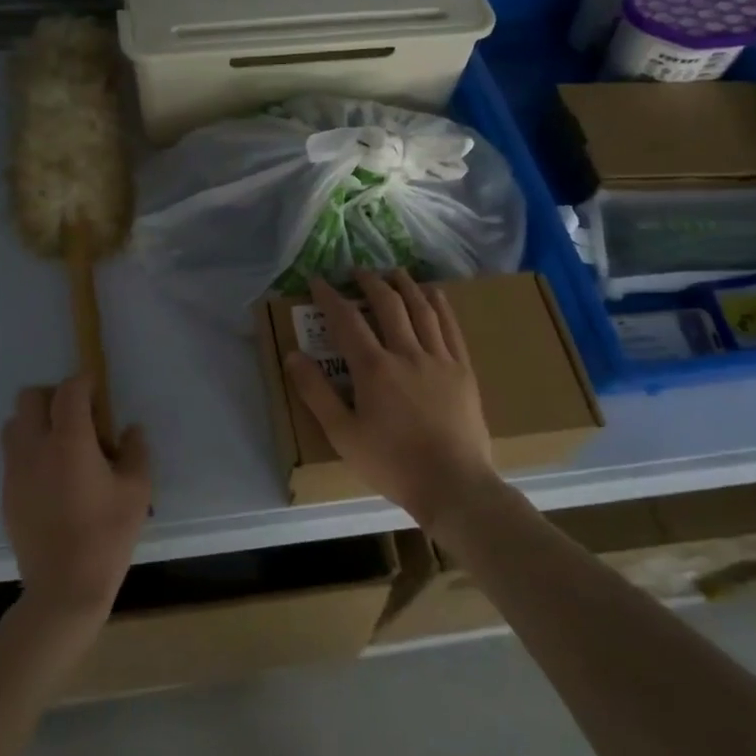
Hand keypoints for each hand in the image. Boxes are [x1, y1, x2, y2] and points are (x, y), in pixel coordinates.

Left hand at [2, 377, 151, 622]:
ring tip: (62, 445)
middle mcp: (34, 447)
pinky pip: (13, 454)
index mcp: (69, 441)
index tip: (98, 390)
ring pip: (14, 424)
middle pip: (30, 397)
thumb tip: (130, 430)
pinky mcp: (6, 493)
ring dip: (36, 421)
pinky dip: (30, 449)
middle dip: (54, 396)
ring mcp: (15, 471)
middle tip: (79, 417)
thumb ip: (136, 450)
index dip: (84, 381)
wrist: (64, 587)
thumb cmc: (107, 534)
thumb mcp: (137, 490)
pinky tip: (53, 476)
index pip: (69, 390)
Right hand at [283, 270, 495, 529]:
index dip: (330, 296)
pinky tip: (435, 293)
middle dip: (369, 282)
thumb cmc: (392, 463)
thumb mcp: (342, 435)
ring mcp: (439, 359)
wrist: (453, 484)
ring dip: (405, 285)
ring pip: (422, 309)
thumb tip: (293, 356)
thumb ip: (315, 393)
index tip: (317, 280)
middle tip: (357, 271)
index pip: (347, 320)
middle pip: (387, 304)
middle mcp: (406, 353)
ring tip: (393, 271)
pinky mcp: (463, 370)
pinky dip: (440, 305)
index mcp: (374, 368)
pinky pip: (451, 327)